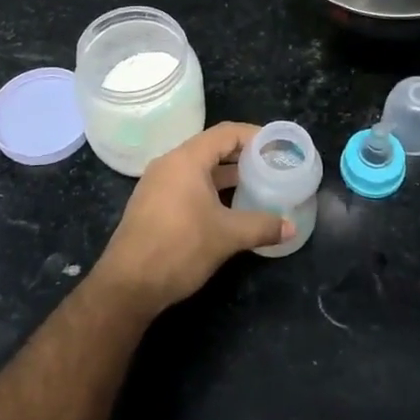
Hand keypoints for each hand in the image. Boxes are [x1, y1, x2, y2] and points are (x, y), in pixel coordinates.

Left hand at [90, 122, 292, 320]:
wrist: (128, 286)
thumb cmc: (179, 248)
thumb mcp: (227, 235)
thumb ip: (262, 226)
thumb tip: (291, 227)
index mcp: (186, 160)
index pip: (226, 133)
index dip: (255, 135)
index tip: (278, 146)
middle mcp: (169, 164)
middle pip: (212, 147)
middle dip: (243, 156)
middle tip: (272, 166)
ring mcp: (157, 184)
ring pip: (199, 168)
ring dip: (227, 174)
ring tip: (256, 185)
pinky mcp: (152, 204)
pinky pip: (187, 184)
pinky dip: (210, 188)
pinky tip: (228, 207)